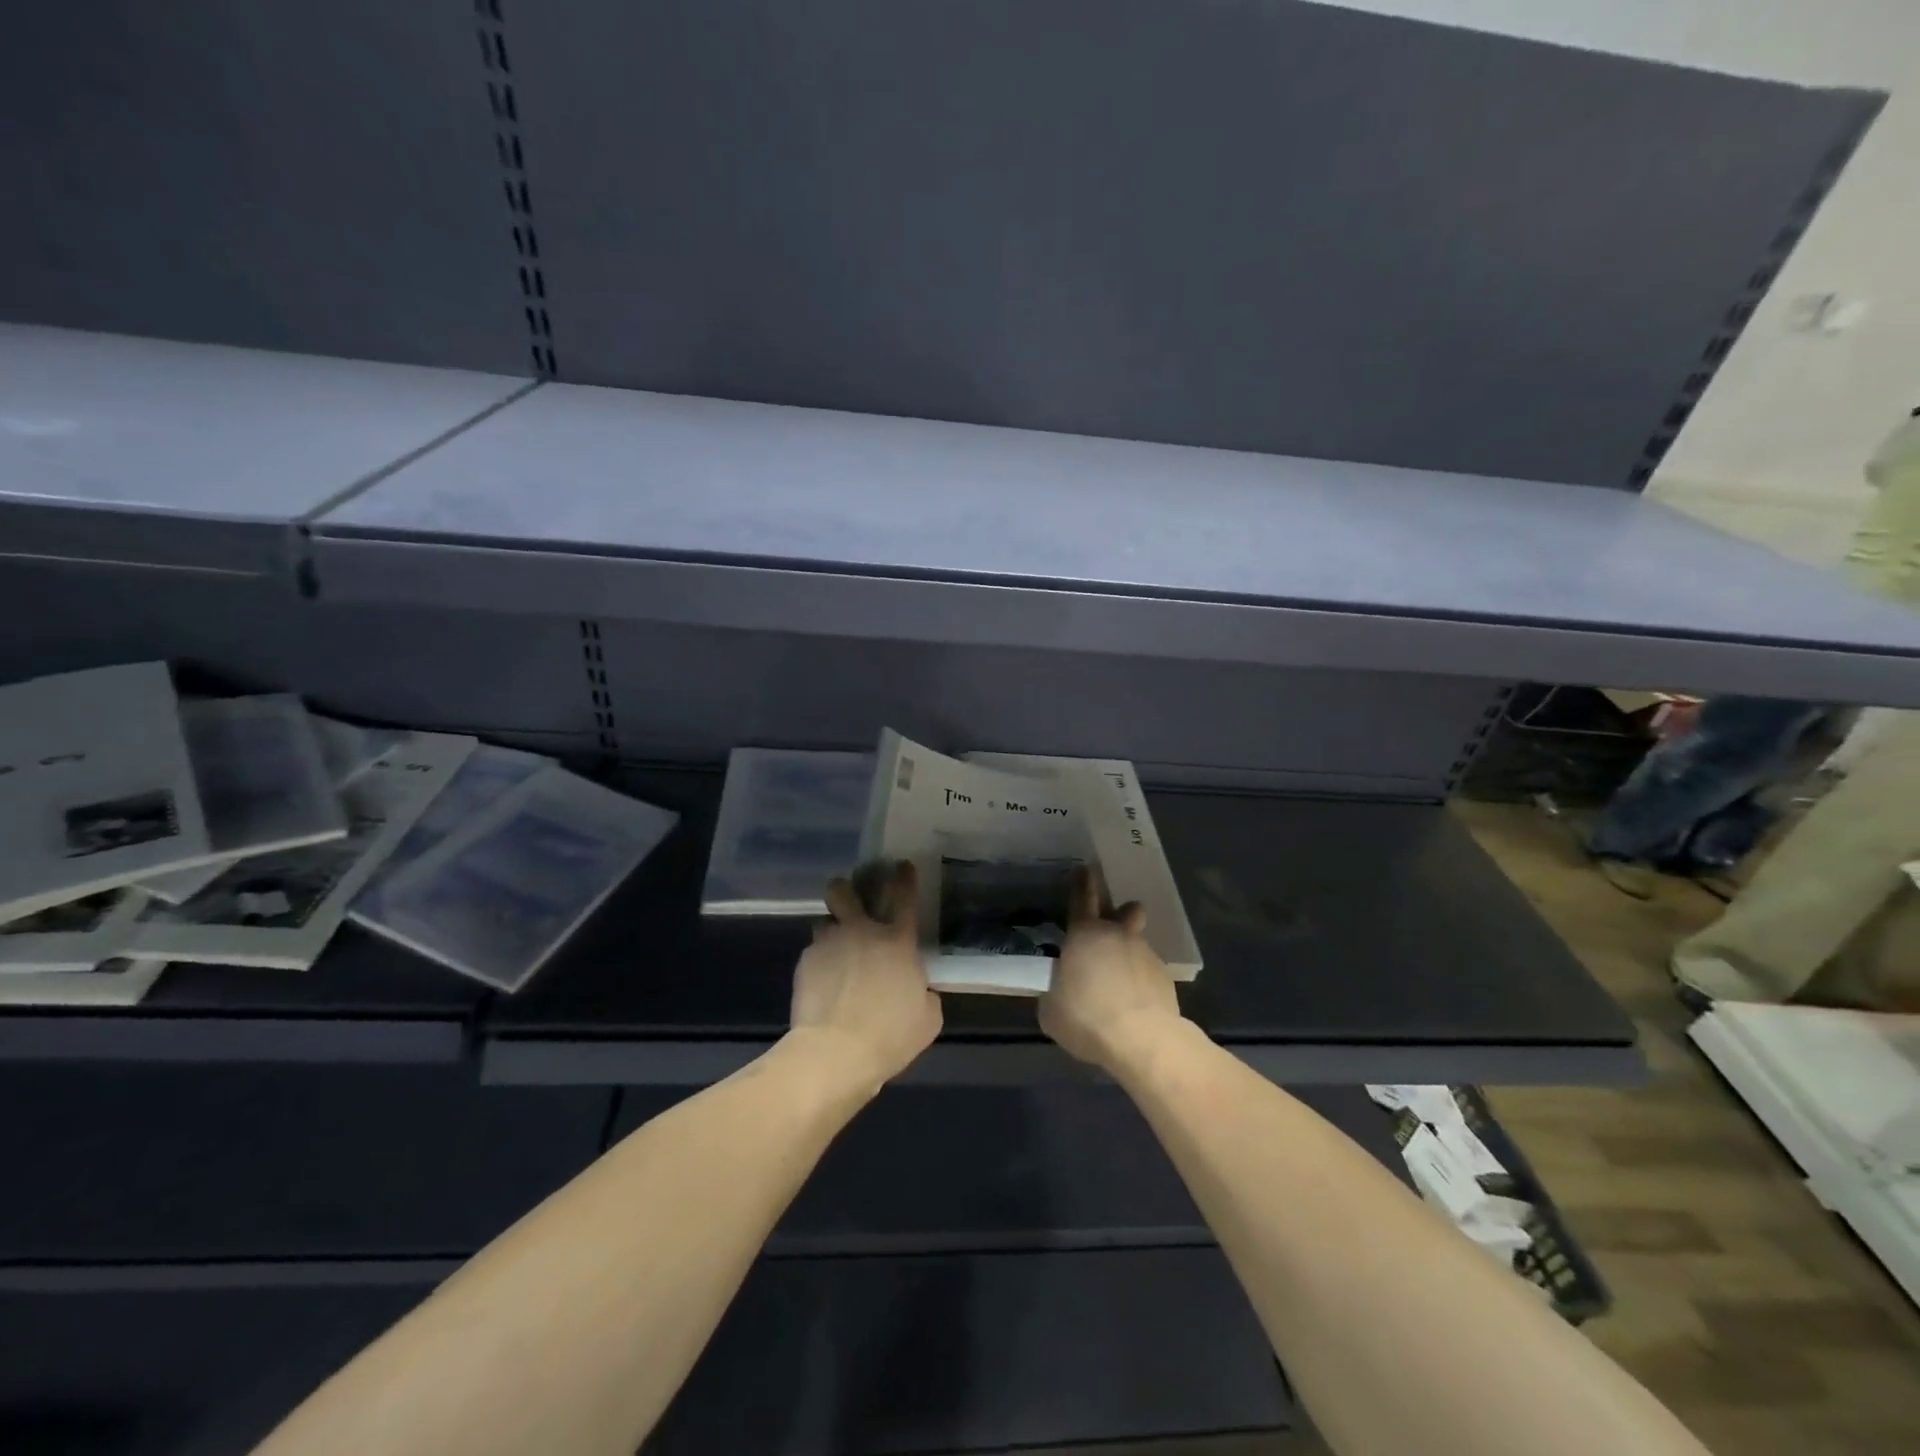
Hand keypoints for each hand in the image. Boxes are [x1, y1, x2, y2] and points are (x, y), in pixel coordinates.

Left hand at [790, 860, 941, 1088]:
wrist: (836, 1051)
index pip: (904, 897)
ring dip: (831, 931)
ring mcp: (829, 944)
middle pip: (844, 891)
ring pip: (824, 921)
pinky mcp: (805, 963)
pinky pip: (812, 952)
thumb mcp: (927, 1018)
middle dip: (844, 889)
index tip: (902, 865)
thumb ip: (924, 993)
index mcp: (897, 941)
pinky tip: (821, 983)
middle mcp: (861, 932)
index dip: (905, 877)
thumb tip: (919, 989)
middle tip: (848, 901)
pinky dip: (818, 962)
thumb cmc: (890, 1035)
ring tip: (833, 951)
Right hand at [1039, 866, 1183, 1071]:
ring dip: (1129, 952)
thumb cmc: (1087, 1018)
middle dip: (1119, 911)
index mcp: (1084, 934)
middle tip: (1112, 921)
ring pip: (1137, 941)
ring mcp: (1145, 953)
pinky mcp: (1165, 977)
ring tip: (1120, 979)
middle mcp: (1117, 935)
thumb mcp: (1052, 1010)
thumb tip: (1059, 990)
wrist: (1142, 1040)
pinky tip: (1135, 1001)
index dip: (1081, 882)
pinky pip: (1148, 969)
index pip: (1082, 897)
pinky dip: (1141, 979)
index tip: (1084, 868)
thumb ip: (1054, 991)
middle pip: (1123, 910)